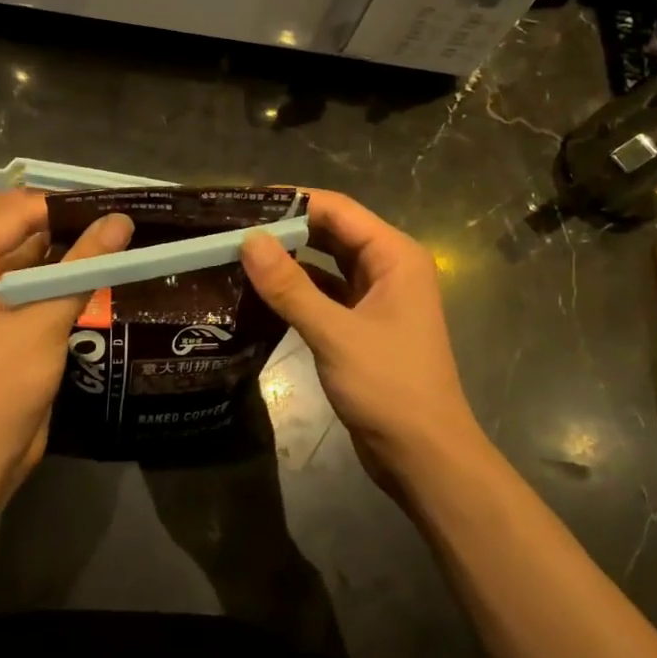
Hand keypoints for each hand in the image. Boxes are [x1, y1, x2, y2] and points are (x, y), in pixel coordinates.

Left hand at [0, 189, 133, 496]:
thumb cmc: (3, 380)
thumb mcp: (47, 317)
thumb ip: (84, 264)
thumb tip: (122, 219)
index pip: (18, 211)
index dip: (64, 203)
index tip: (113, 199)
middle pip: (13, 222)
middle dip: (55, 213)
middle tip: (102, 212)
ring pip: (27, 251)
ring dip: (63, 242)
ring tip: (113, 231)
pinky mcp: (7, 317)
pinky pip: (35, 280)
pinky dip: (62, 271)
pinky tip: (100, 266)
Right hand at [241, 190, 485, 488]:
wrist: (424, 456)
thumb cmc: (389, 388)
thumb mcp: (335, 333)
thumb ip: (290, 287)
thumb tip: (248, 240)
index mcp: (394, 256)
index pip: (338, 210)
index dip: (292, 201)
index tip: (244, 202)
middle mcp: (388, 268)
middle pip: (332, 233)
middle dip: (286, 229)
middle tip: (232, 228)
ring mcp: (376, 298)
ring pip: (326, 264)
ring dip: (289, 260)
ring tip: (238, 254)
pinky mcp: (362, 326)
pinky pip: (325, 294)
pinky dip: (296, 290)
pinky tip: (260, 293)